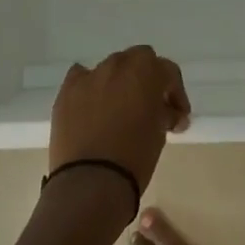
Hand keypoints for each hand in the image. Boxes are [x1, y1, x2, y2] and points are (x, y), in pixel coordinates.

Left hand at [49, 45, 191, 199]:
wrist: (90, 184)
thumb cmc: (134, 158)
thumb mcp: (160, 134)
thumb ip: (164, 113)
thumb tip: (169, 113)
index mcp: (146, 71)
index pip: (168, 71)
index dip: (176, 93)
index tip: (178, 117)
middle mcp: (118, 64)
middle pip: (139, 60)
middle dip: (147, 79)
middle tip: (150, 107)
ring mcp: (90, 75)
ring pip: (111, 68)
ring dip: (119, 83)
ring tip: (119, 110)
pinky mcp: (67, 91)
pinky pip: (81, 77)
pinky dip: (90, 87)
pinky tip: (92, 105)